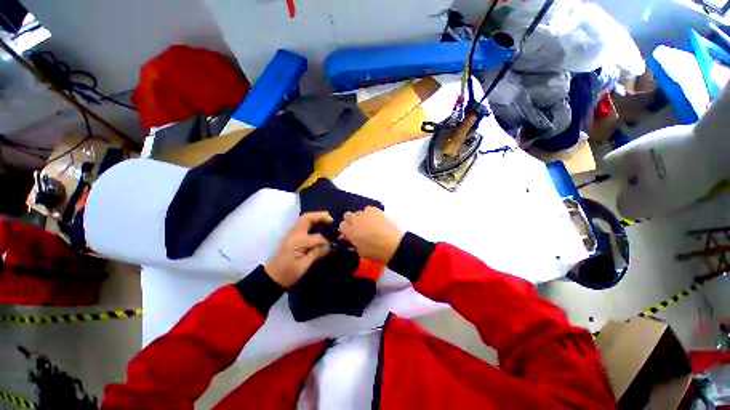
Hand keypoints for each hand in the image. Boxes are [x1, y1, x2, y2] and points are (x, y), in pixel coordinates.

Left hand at [265, 212, 332, 287]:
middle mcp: (294, 234)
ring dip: (316, 217)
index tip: (330, 247)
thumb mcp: (303, 266)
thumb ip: (316, 253)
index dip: (325, 242)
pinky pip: (303, 224)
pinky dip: (312, 221)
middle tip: (331, 218)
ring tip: (327, 218)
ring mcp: (292, 234)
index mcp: (297, 241)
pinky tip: (318, 224)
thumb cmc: (288, 273)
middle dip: (319, 216)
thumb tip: (328, 246)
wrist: (271, 277)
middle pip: (307, 218)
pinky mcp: (292, 236)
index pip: (316, 237)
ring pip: (304, 219)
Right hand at [338, 207, 403, 263]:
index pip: (341, 225)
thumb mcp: (360, 251)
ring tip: (368, 224)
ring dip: (360, 217)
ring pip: (358, 212)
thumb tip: (345, 236)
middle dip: (351, 221)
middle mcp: (355, 220)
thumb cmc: (375, 252)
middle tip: (358, 228)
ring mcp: (365, 214)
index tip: (350, 234)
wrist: (393, 245)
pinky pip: (367, 209)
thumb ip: (351, 241)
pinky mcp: (375, 210)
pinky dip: (369, 213)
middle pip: (347, 215)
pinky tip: (374, 219)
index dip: (345, 230)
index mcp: (350, 232)